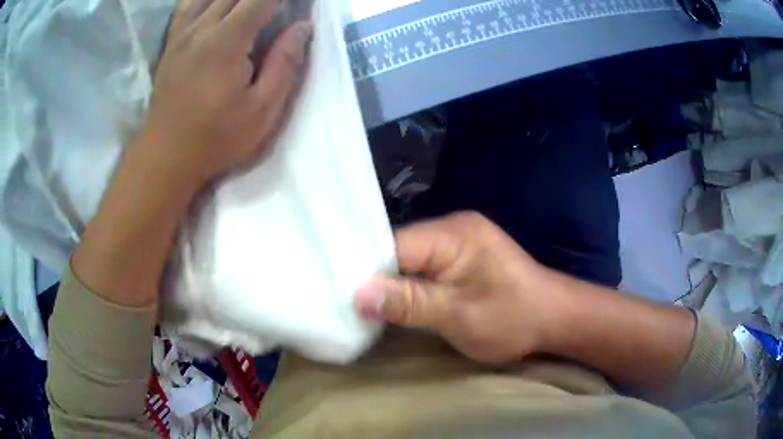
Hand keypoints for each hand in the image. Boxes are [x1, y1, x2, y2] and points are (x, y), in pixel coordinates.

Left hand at [138, 0, 312, 182]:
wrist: (166, 156)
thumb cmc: (216, 137)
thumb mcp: (262, 111)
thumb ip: (285, 64)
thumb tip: (302, 27)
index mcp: (226, 40)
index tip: (298, 4)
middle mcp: (201, 27)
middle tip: (276, 8)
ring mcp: (182, 33)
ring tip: (250, 7)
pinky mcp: (171, 43)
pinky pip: (187, 5)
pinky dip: (204, 0)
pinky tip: (216, 6)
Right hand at [356, 212, 561, 363]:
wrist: (555, 319)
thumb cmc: (513, 318)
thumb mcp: (458, 316)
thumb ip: (408, 303)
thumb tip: (357, 295)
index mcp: (452, 234)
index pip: (393, 246)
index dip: (367, 272)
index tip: (343, 297)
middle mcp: (452, 228)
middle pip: (399, 250)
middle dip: (378, 278)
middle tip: (350, 305)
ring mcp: (459, 241)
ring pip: (410, 260)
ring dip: (394, 283)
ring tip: (366, 306)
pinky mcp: (464, 257)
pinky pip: (425, 266)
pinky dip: (411, 284)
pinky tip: (397, 300)